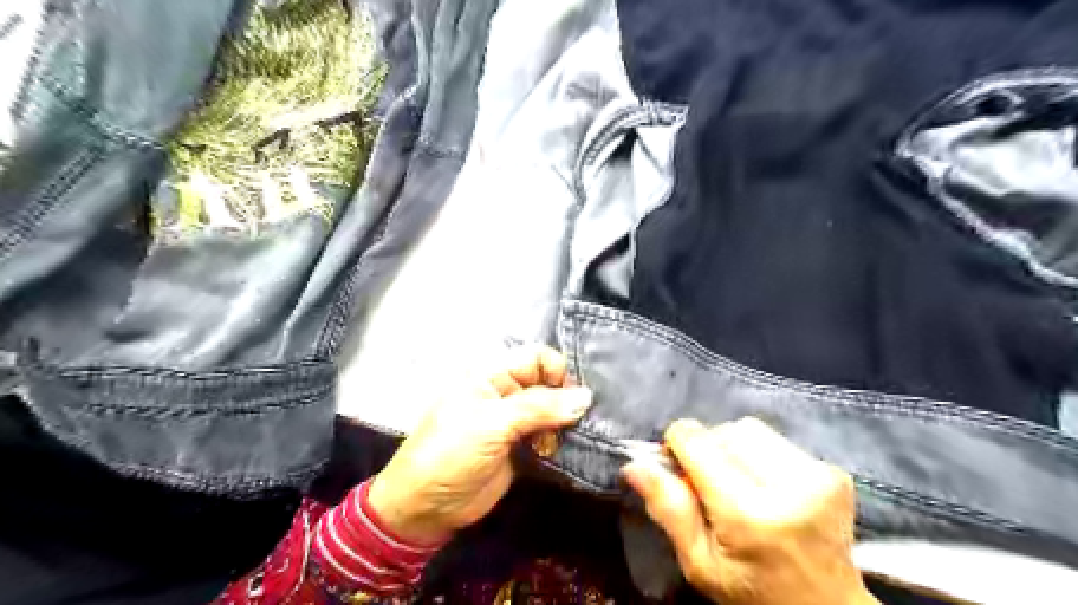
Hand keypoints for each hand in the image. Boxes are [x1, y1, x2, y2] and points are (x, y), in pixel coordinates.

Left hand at [368, 347, 589, 545]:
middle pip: (548, 383)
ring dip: (566, 422)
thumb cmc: (451, 453)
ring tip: (576, 438)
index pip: (536, 358)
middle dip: (567, 399)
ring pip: (552, 410)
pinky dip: (560, 440)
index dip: (557, 372)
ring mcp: (514, 421)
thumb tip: (586, 397)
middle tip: (583, 421)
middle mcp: (506, 392)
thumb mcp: (492, 424)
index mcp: (492, 374)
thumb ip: (539, 408)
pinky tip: (566, 450)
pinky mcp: (521, 447)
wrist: (426, 508)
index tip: (573, 398)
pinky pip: (549, 435)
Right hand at [625, 415, 874, 603]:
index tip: (676, 467)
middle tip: (707, 483)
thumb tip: (633, 465)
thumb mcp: (699, 564)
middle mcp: (788, 486)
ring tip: (738, 483)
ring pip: (750, 429)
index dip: (677, 446)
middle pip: (723, 431)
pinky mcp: (834, 471)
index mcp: (748, 514)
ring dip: (733, 448)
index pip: (696, 440)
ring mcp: (818, 475)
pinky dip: (759, 454)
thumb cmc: (752, 593)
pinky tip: (765, 486)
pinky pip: (776, 440)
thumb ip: (668, 510)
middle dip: (706, 449)